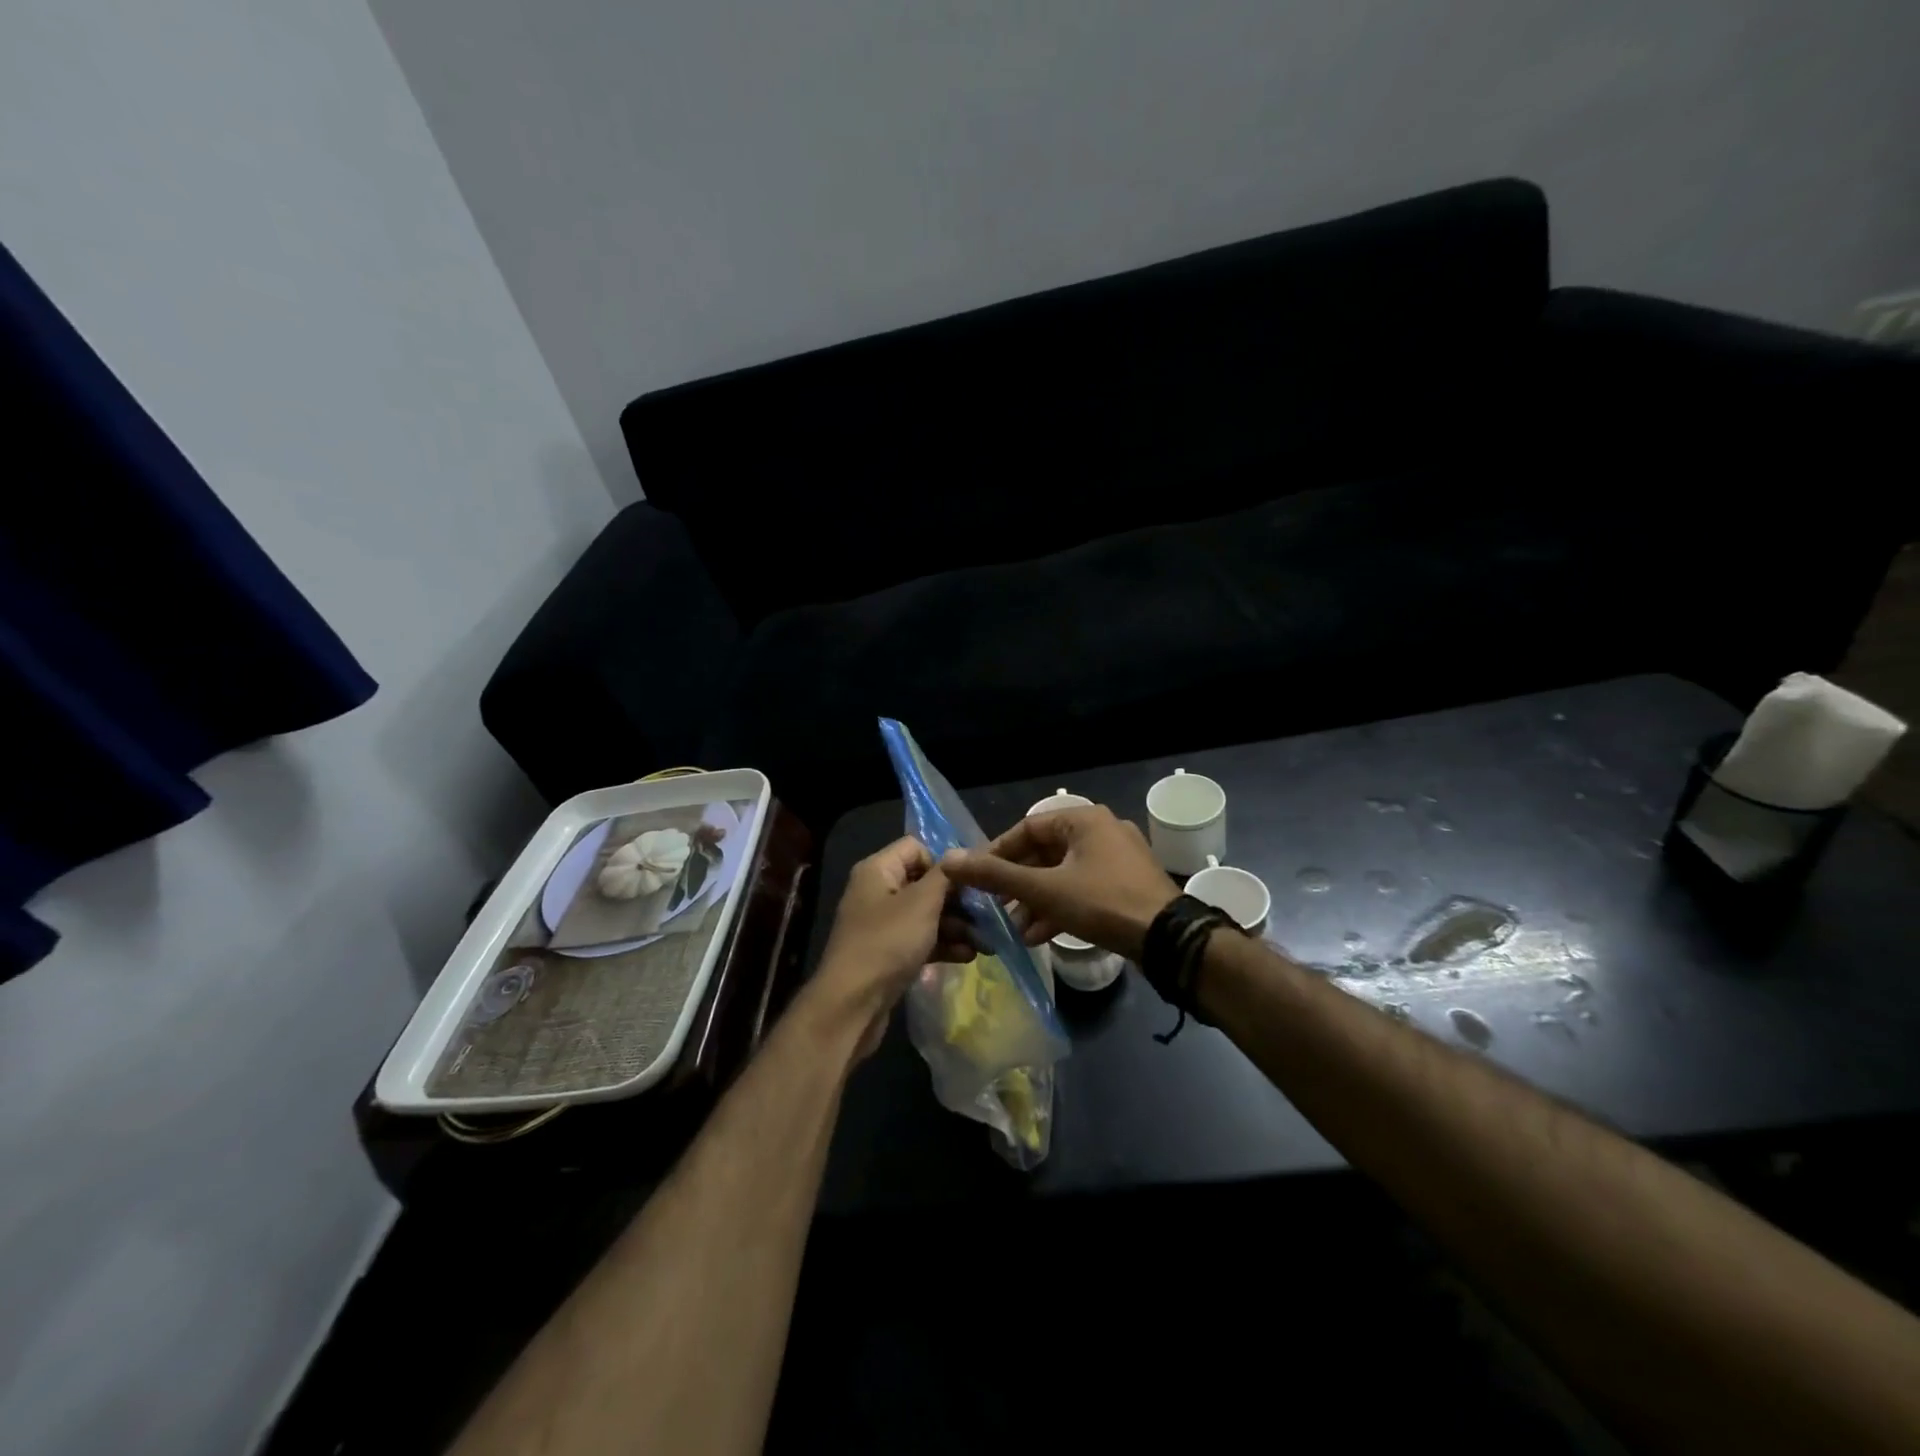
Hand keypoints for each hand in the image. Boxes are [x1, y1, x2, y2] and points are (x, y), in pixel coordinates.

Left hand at [807, 837, 974, 1057]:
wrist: (852, 1005)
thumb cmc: (887, 942)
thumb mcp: (922, 903)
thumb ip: (944, 875)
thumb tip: (959, 853)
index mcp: (878, 870)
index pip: (916, 847)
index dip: (943, 862)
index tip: (969, 883)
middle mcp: (877, 892)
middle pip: (925, 883)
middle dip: (958, 900)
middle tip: (989, 915)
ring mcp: (882, 925)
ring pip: (926, 915)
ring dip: (957, 926)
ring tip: (987, 942)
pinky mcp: (888, 953)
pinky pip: (921, 940)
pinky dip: (943, 945)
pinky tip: (969, 956)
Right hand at [941, 805, 1178, 959]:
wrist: (1169, 939)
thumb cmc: (1103, 902)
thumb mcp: (1044, 889)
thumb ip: (996, 875)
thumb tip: (948, 859)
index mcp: (1084, 820)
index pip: (1027, 827)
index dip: (998, 852)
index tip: (977, 877)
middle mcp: (1101, 831)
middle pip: (1045, 852)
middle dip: (1018, 883)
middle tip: (995, 906)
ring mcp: (1117, 859)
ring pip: (1063, 874)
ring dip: (1036, 900)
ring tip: (1015, 928)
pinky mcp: (1126, 885)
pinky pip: (1082, 888)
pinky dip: (1060, 907)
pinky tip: (1040, 936)